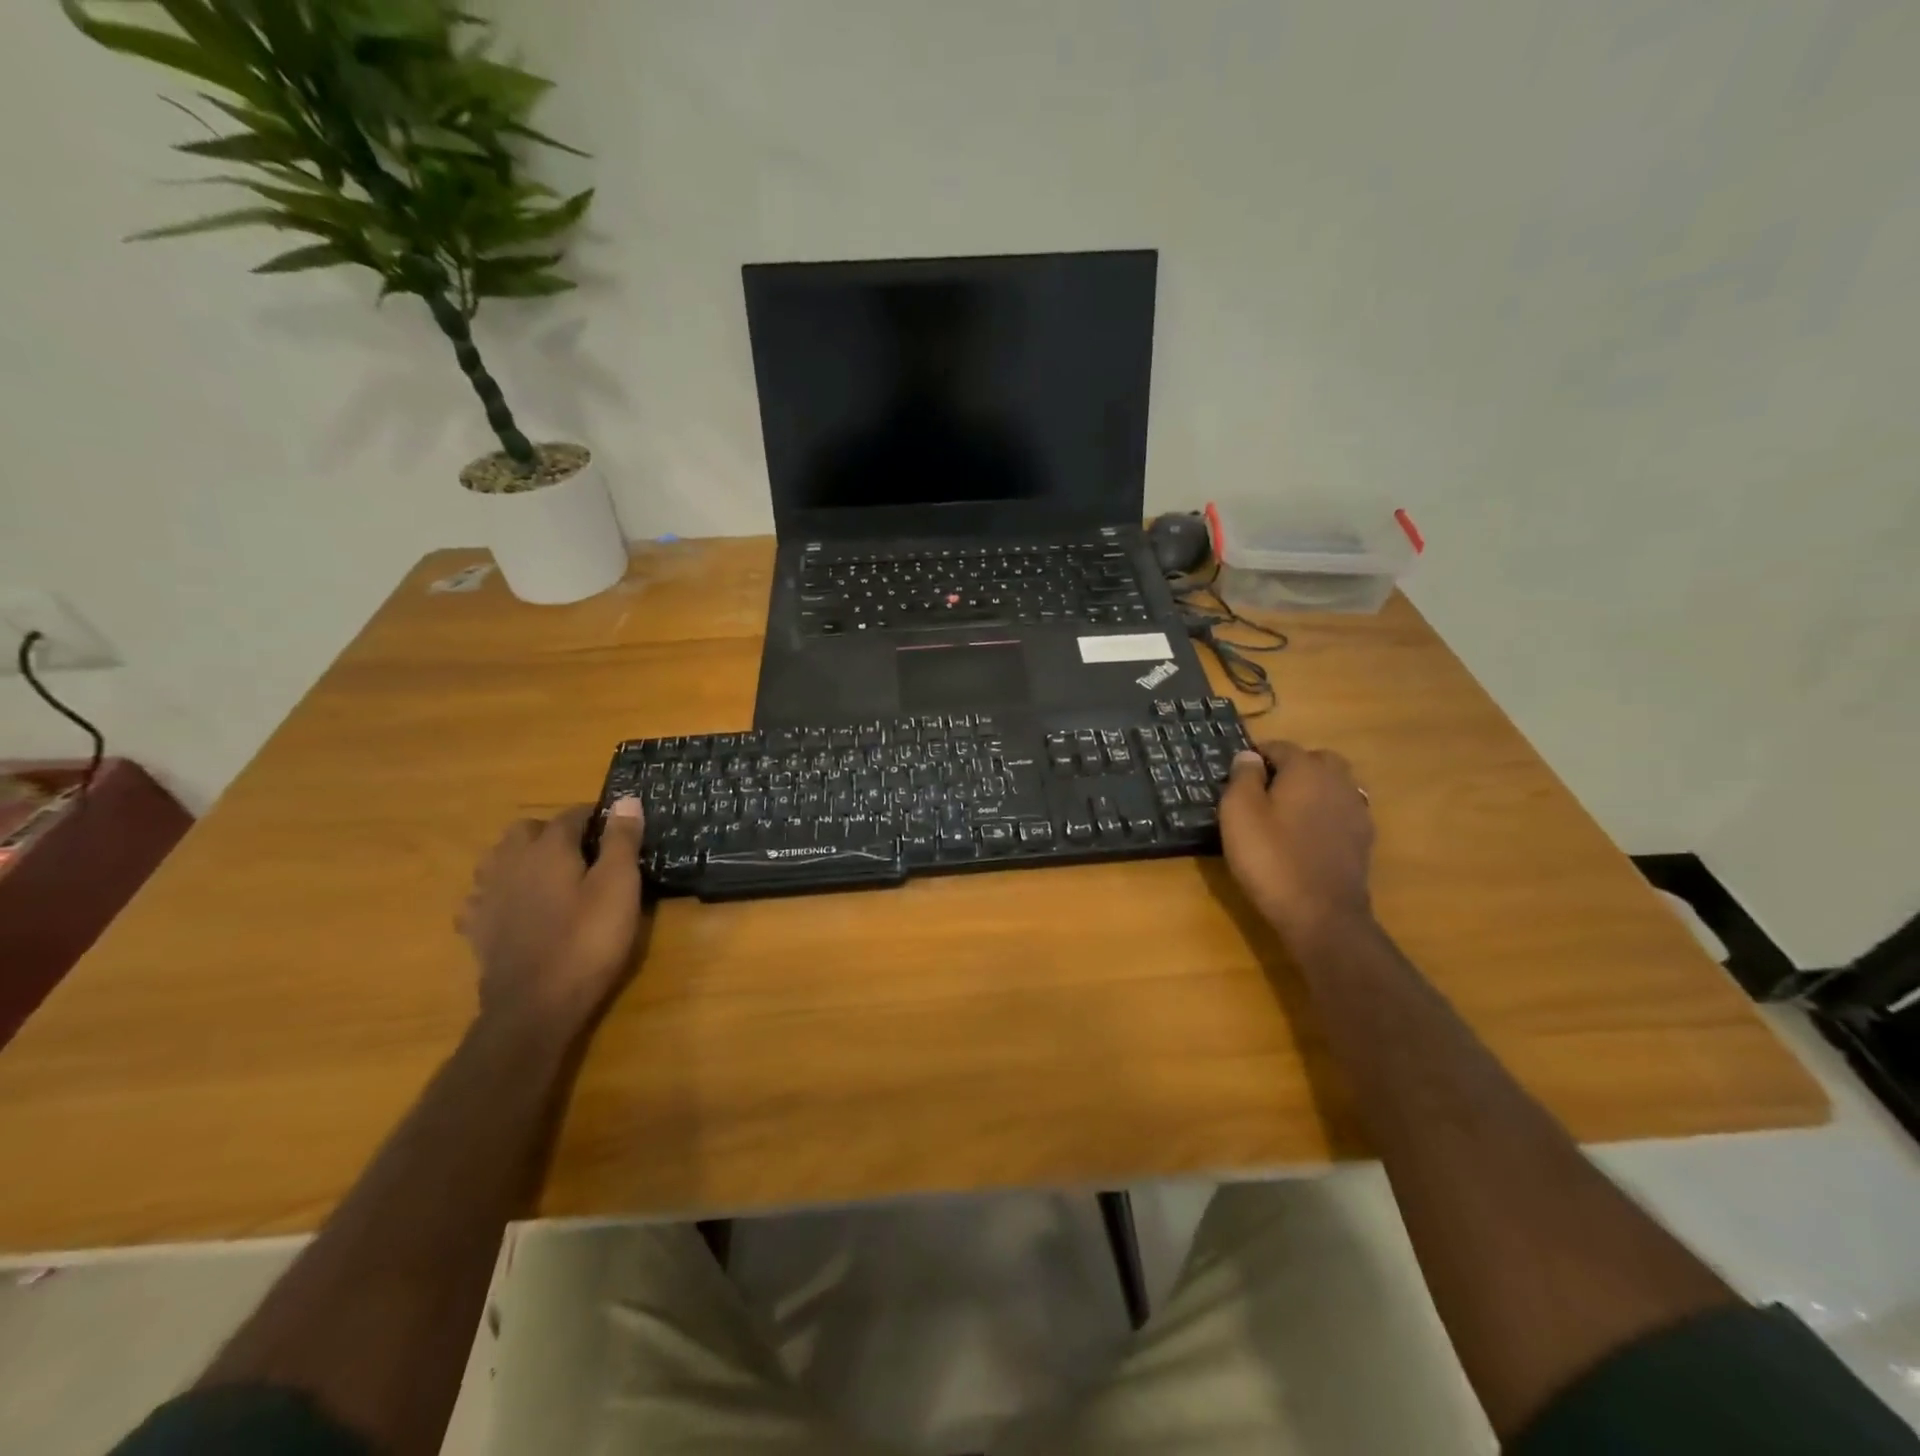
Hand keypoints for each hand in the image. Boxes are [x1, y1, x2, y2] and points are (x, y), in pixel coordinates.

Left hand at [457, 799, 647, 1035]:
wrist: (535, 1006)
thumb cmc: (587, 941)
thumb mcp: (619, 887)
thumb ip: (622, 841)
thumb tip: (626, 799)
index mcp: (548, 848)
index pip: (571, 815)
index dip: (596, 816)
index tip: (617, 826)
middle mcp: (510, 863)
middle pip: (526, 831)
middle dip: (552, 832)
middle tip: (583, 851)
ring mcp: (487, 896)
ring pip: (498, 859)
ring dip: (520, 858)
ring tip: (547, 874)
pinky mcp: (476, 929)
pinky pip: (481, 897)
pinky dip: (498, 894)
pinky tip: (514, 909)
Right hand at [1218, 743, 1374, 939]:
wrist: (1321, 914)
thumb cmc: (1271, 858)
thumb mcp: (1239, 814)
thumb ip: (1243, 778)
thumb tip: (1249, 756)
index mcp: (1306, 770)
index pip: (1280, 747)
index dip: (1257, 756)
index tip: (1237, 774)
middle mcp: (1338, 782)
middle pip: (1316, 760)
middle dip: (1292, 767)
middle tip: (1265, 789)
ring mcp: (1356, 811)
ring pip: (1334, 785)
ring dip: (1313, 789)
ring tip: (1286, 811)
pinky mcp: (1363, 840)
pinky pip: (1342, 811)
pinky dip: (1325, 813)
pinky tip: (1307, 835)